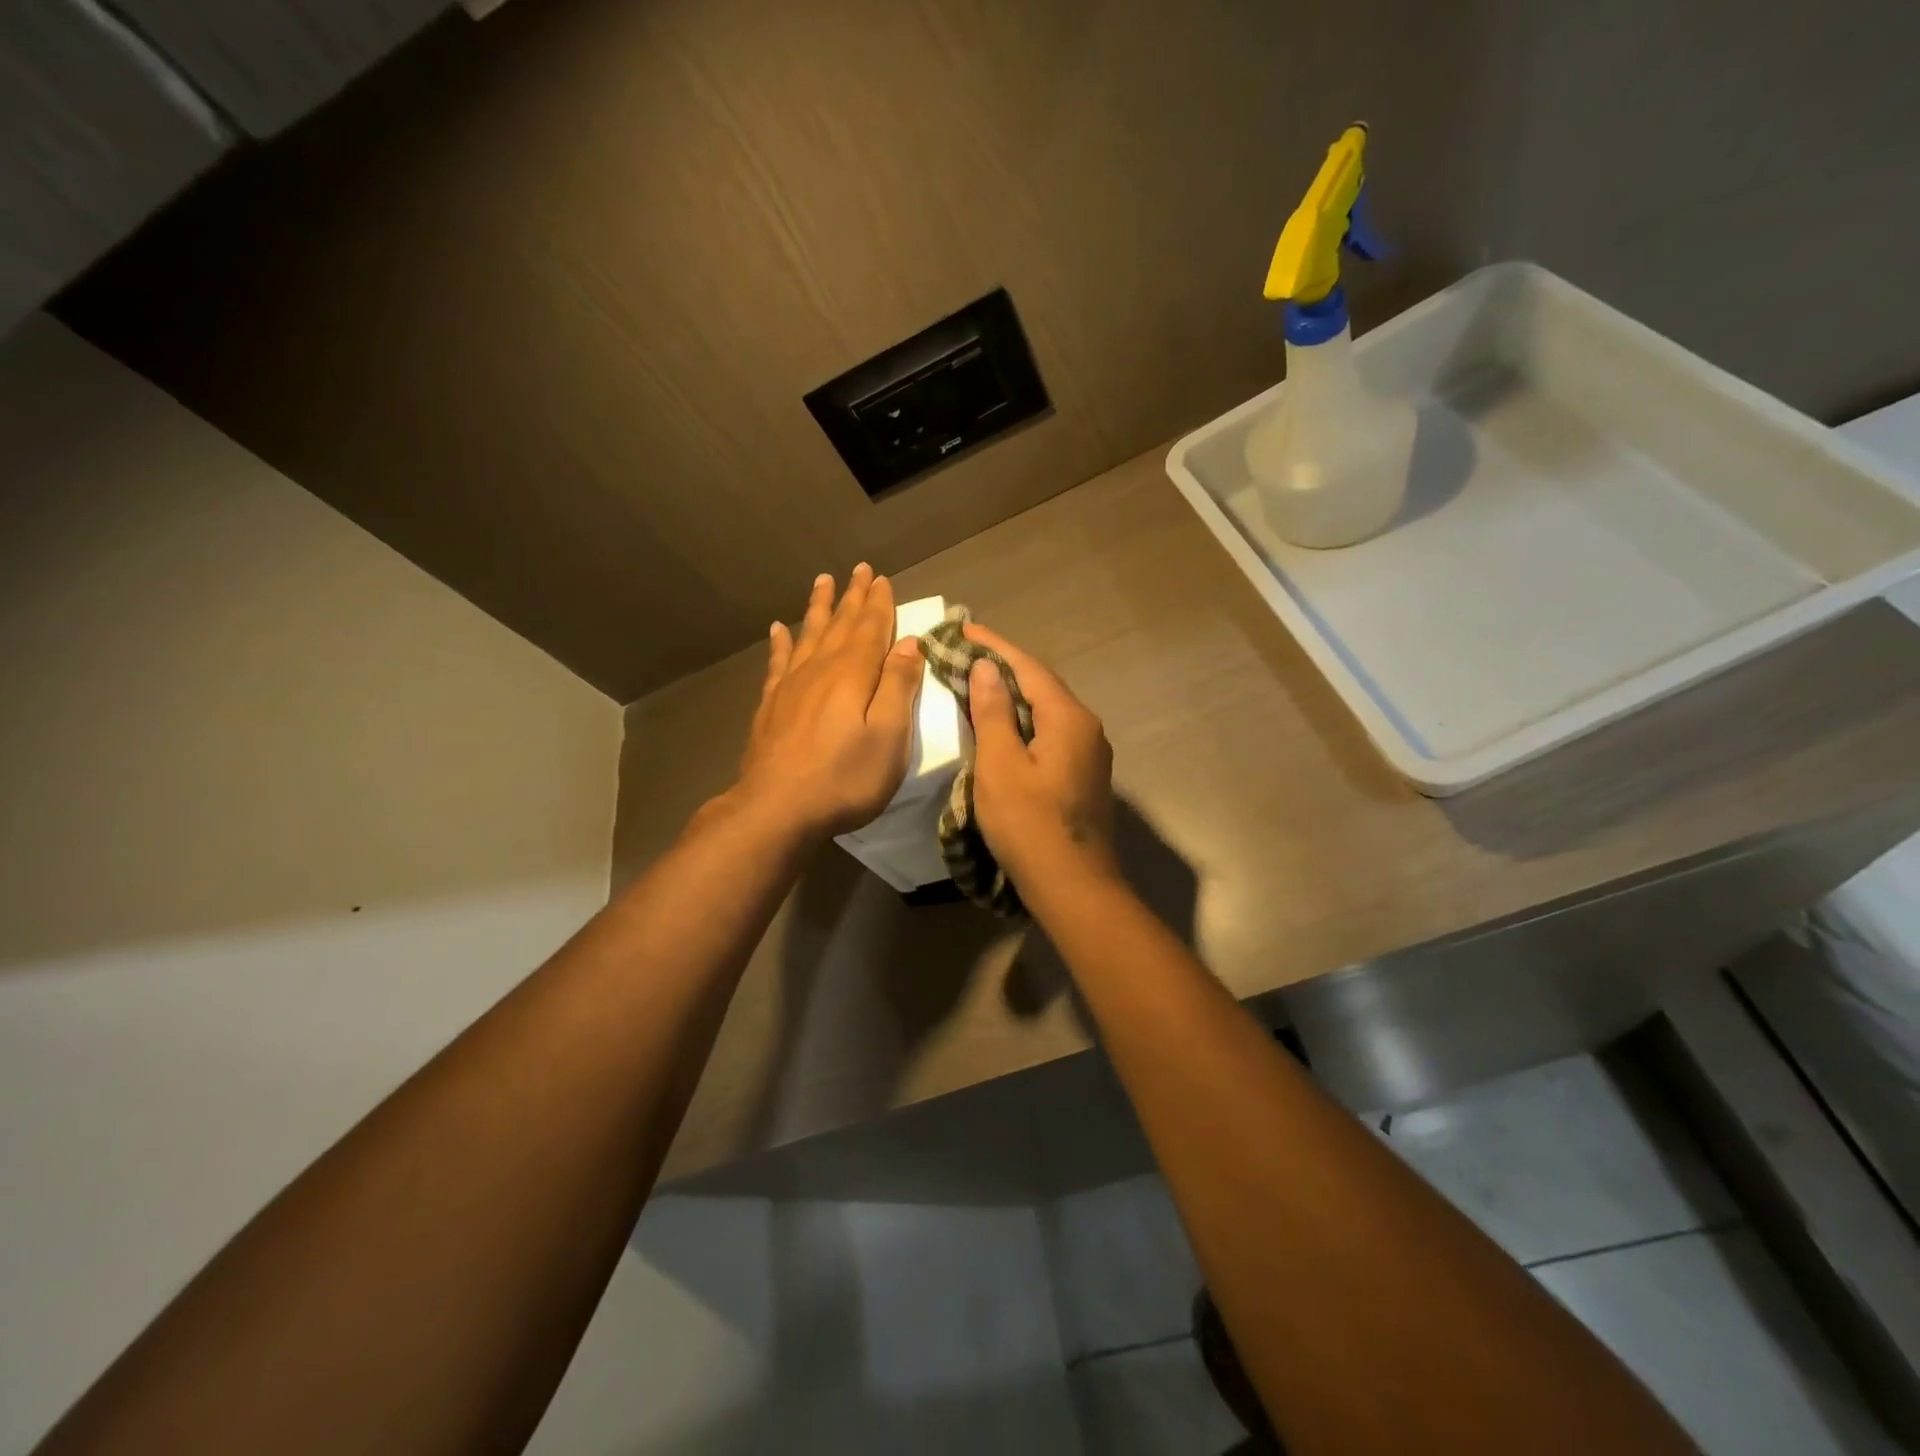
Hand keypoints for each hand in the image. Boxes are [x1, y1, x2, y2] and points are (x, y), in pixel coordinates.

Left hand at [731, 564, 923, 839]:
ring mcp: (791, 686)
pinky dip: (781, 643)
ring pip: (809, 635)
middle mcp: (821, 669)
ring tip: (822, 582)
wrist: (777, 808)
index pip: (871, 628)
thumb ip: (898, 687)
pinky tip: (778, 629)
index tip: (882, 578)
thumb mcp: (889, 736)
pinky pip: (777, 662)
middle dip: (852, 597)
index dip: (879, 603)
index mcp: (854, 674)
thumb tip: (909, 643)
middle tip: (859, 570)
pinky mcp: (771, 705)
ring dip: (819, 608)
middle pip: (840, 624)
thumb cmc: (844, 777)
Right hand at [962, 622, 1116, 887]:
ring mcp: (1090, 754)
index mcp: (1069, 718)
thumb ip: (993, 712)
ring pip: (1047, 711)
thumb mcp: (1000, 766)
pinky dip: (1023, 723)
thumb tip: (988, 667)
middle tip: (965, 654)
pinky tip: (1003, 728)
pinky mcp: (1084, 777)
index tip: (963, 629)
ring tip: (978, 684)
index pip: (1028, 668)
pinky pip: (1051, 734)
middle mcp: (1087, 728)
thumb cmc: (1029, 825)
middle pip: (1041, 686)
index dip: (995, 646)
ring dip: (1013, 696)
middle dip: (1004, 668)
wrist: (1074, 888)